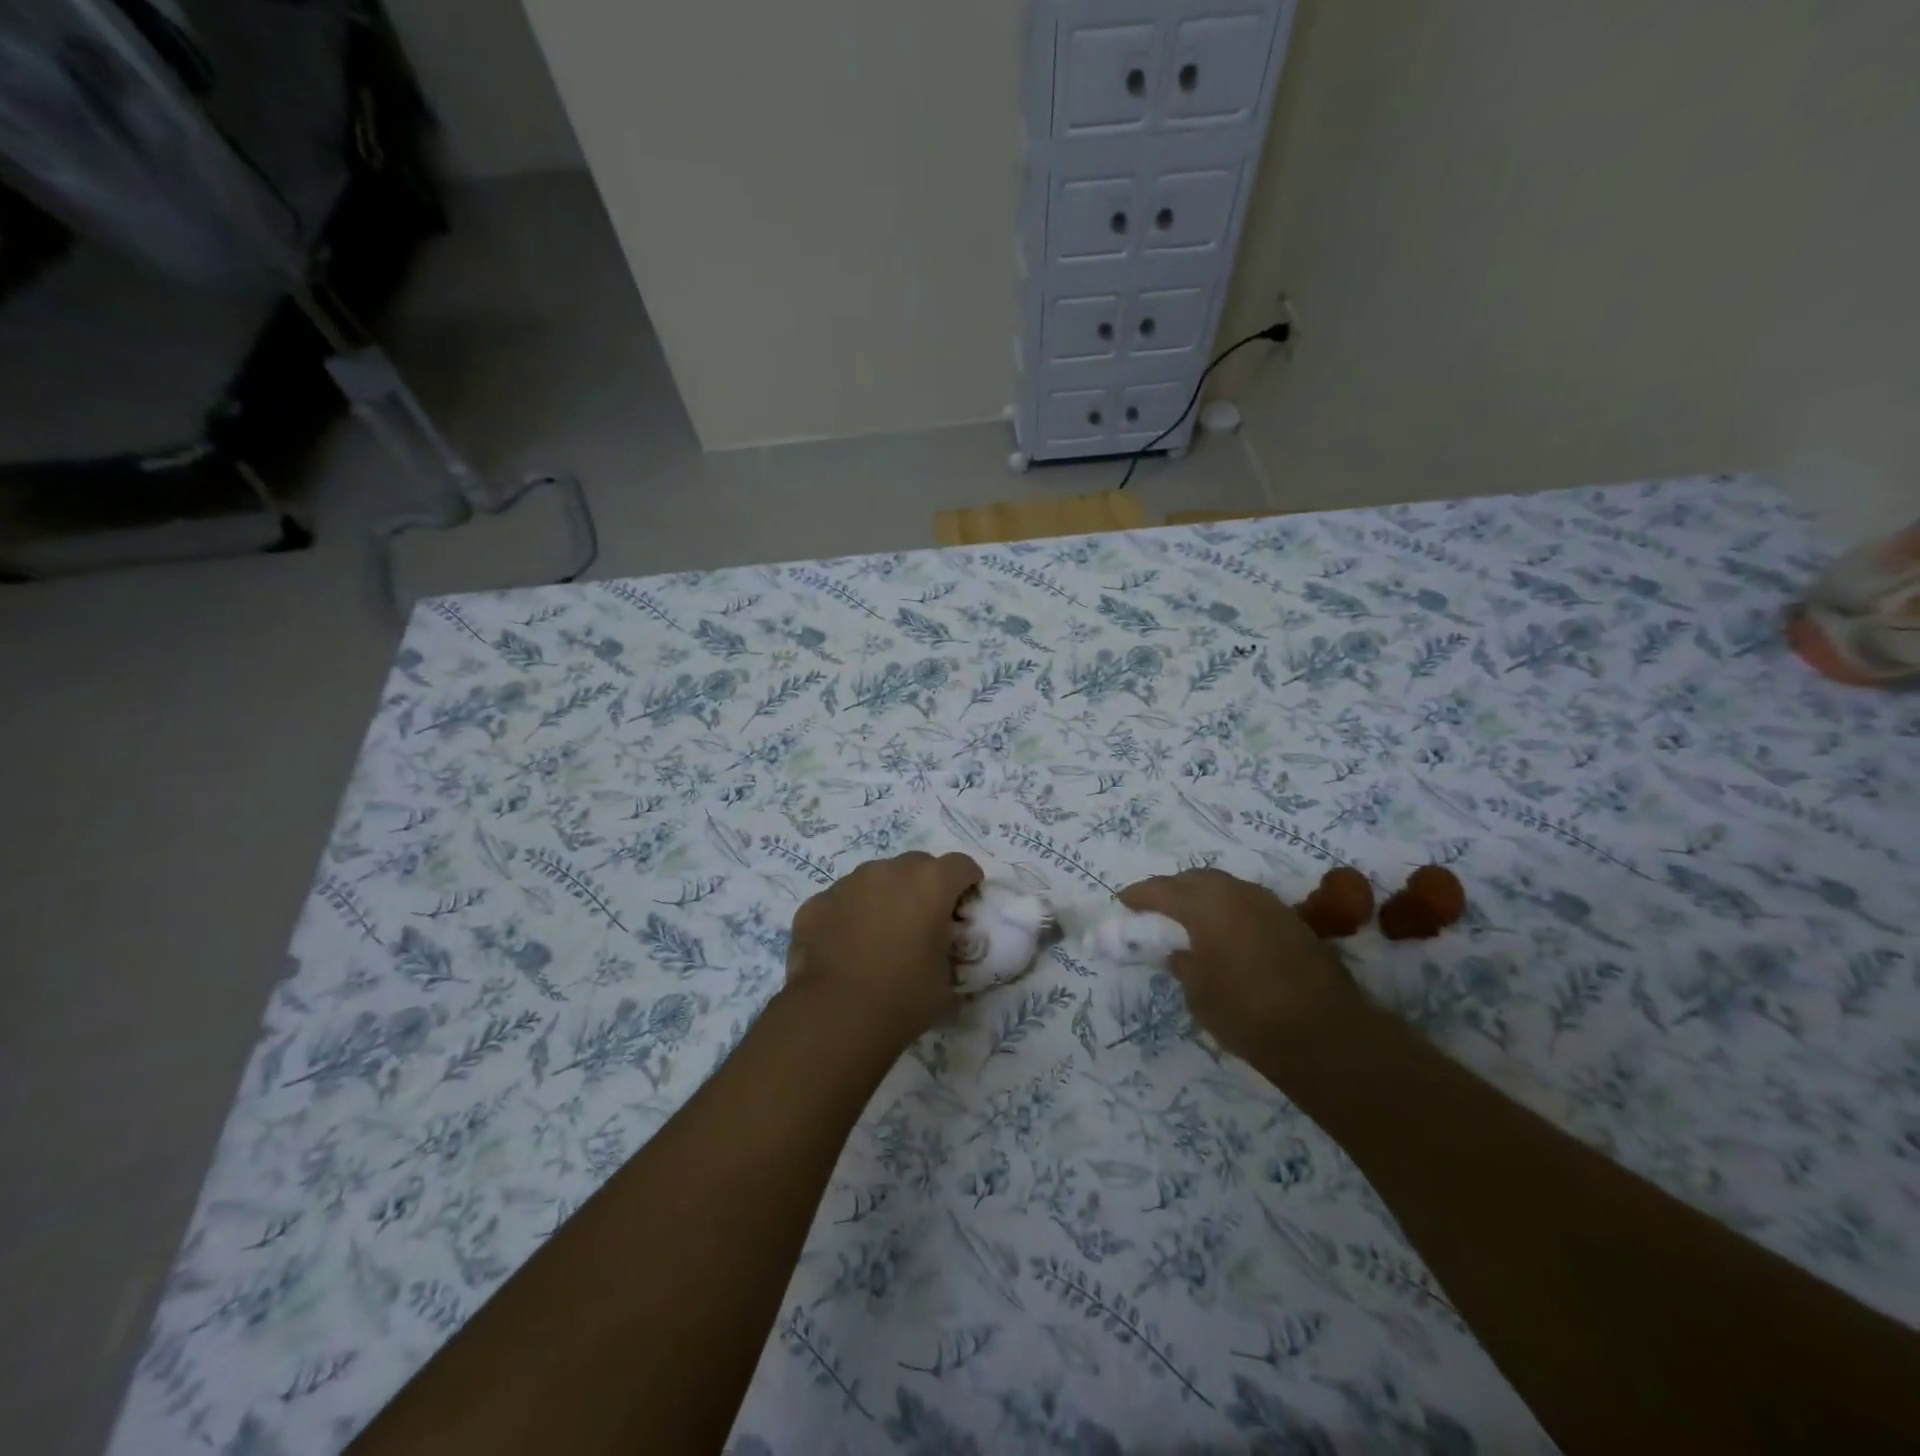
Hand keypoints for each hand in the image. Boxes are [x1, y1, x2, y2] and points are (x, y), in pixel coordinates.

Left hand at [785, 851, 982, 1047]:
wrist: (836, 1016)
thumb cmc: (904, 997)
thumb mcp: (947, 977)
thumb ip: (948, 948)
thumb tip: (939, 947)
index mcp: (930, 883)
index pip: (961, 865)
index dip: (968, 882)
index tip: (966, 905)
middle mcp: (889, 871)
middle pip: (917, 864)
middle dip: (925, 886)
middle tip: (923, 921)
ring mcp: (848, 883)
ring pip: (875, 878)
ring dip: (884, 896)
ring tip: (879, 935)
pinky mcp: (816, 903)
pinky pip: (841, 900)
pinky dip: (848, 915)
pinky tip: (845, 947)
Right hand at [1118, 868, 1370, 1063]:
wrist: (1325, 1034)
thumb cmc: (1248, 1014)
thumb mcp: (1199, 995)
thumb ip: (1184, 965)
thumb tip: (1182, 953)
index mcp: (1206, 905)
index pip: (1162, 889)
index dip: (1140, 894)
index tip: (1123, 901)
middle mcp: (1237, 894)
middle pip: (1196, 879)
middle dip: (1172, 889)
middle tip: (1156, 909)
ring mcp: (1269, 904)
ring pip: (1226, 887)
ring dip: (1204, 896)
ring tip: (1190, 918)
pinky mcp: (1293, 920)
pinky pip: (1248, 902)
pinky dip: (1229, 909)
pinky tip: (1227, 932)